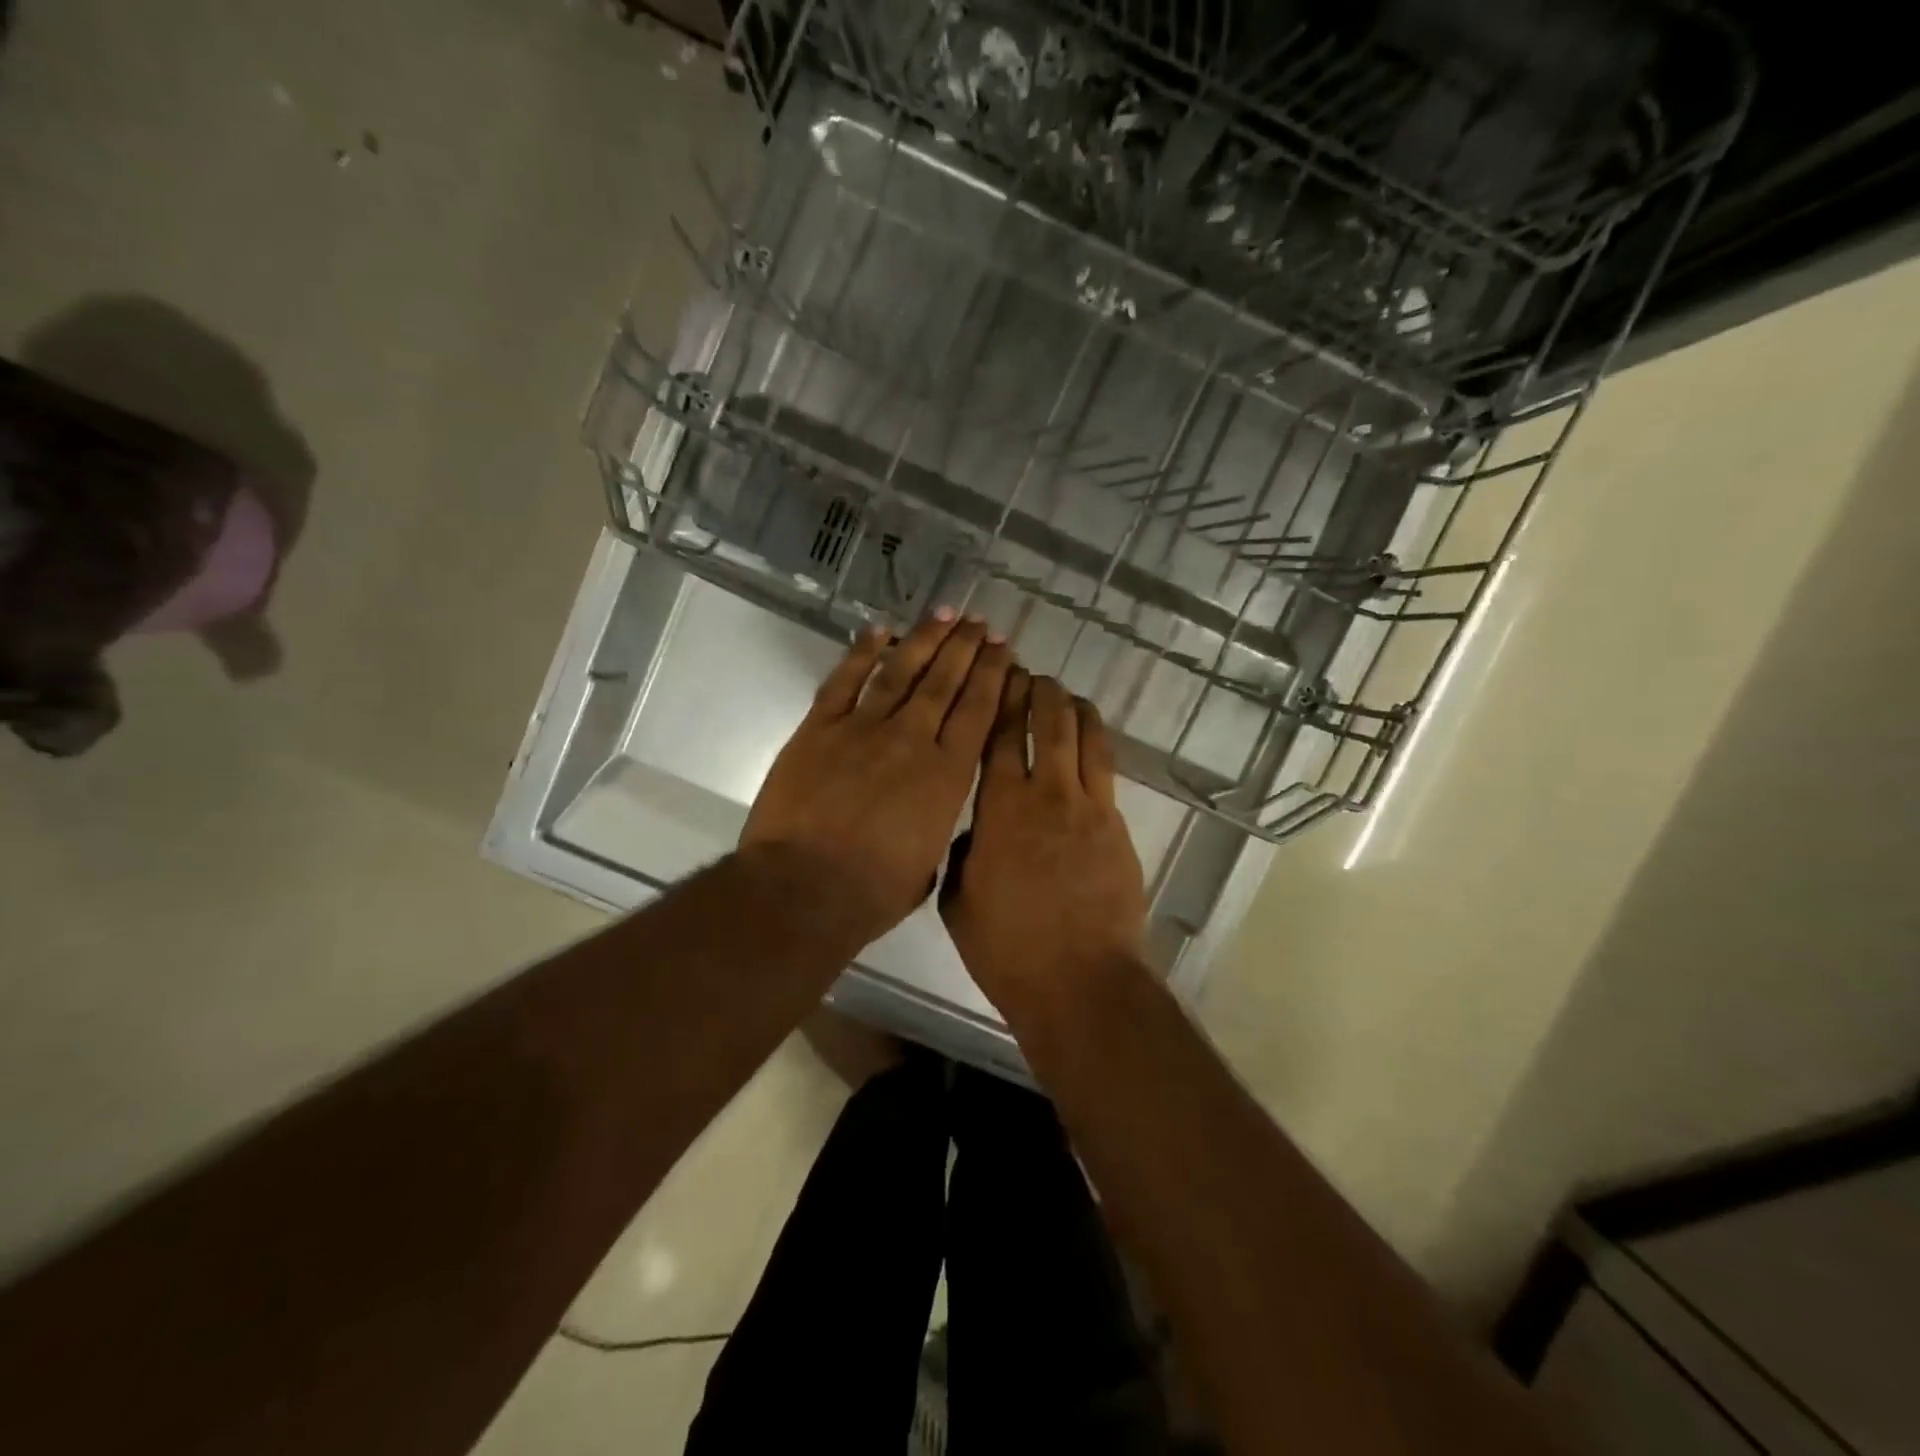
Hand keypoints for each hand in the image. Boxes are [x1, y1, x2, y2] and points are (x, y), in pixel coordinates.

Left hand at [742, 611, 1010, 946]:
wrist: (804, 888)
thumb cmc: (872, 892)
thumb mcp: (927, 863)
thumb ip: (934, 826)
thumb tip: (929, 811)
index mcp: (946, 775)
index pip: (977, 711)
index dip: (992, 675)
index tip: (1002, 649)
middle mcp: (912, 740)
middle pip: (945, 682)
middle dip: (965, 647)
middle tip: (979, 622)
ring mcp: (863, 728)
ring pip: (901, 671)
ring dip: (925, 639)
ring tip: (944, 613)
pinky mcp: (820, 728)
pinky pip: (845, 680)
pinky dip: (862, 652)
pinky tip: (879, 629)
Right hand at [941, 671, 1147, 1013]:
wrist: (1080, 981)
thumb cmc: (1008, 948)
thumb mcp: (959, 901)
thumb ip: (965, 853)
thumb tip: (977, 831)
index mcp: (1001, 810)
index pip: (998, 737)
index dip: (998, 700)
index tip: (996, 676)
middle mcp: (1048, 795)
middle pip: (1047, 724)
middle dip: (1038, 692)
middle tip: (1030, 675)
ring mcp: (1091, 808)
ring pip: (1086, 738)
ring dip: (1074, 709)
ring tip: (1064, 695)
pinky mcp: (1118, 826)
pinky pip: (1107, 770)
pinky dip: (1096, 745)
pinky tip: (1090, 741)